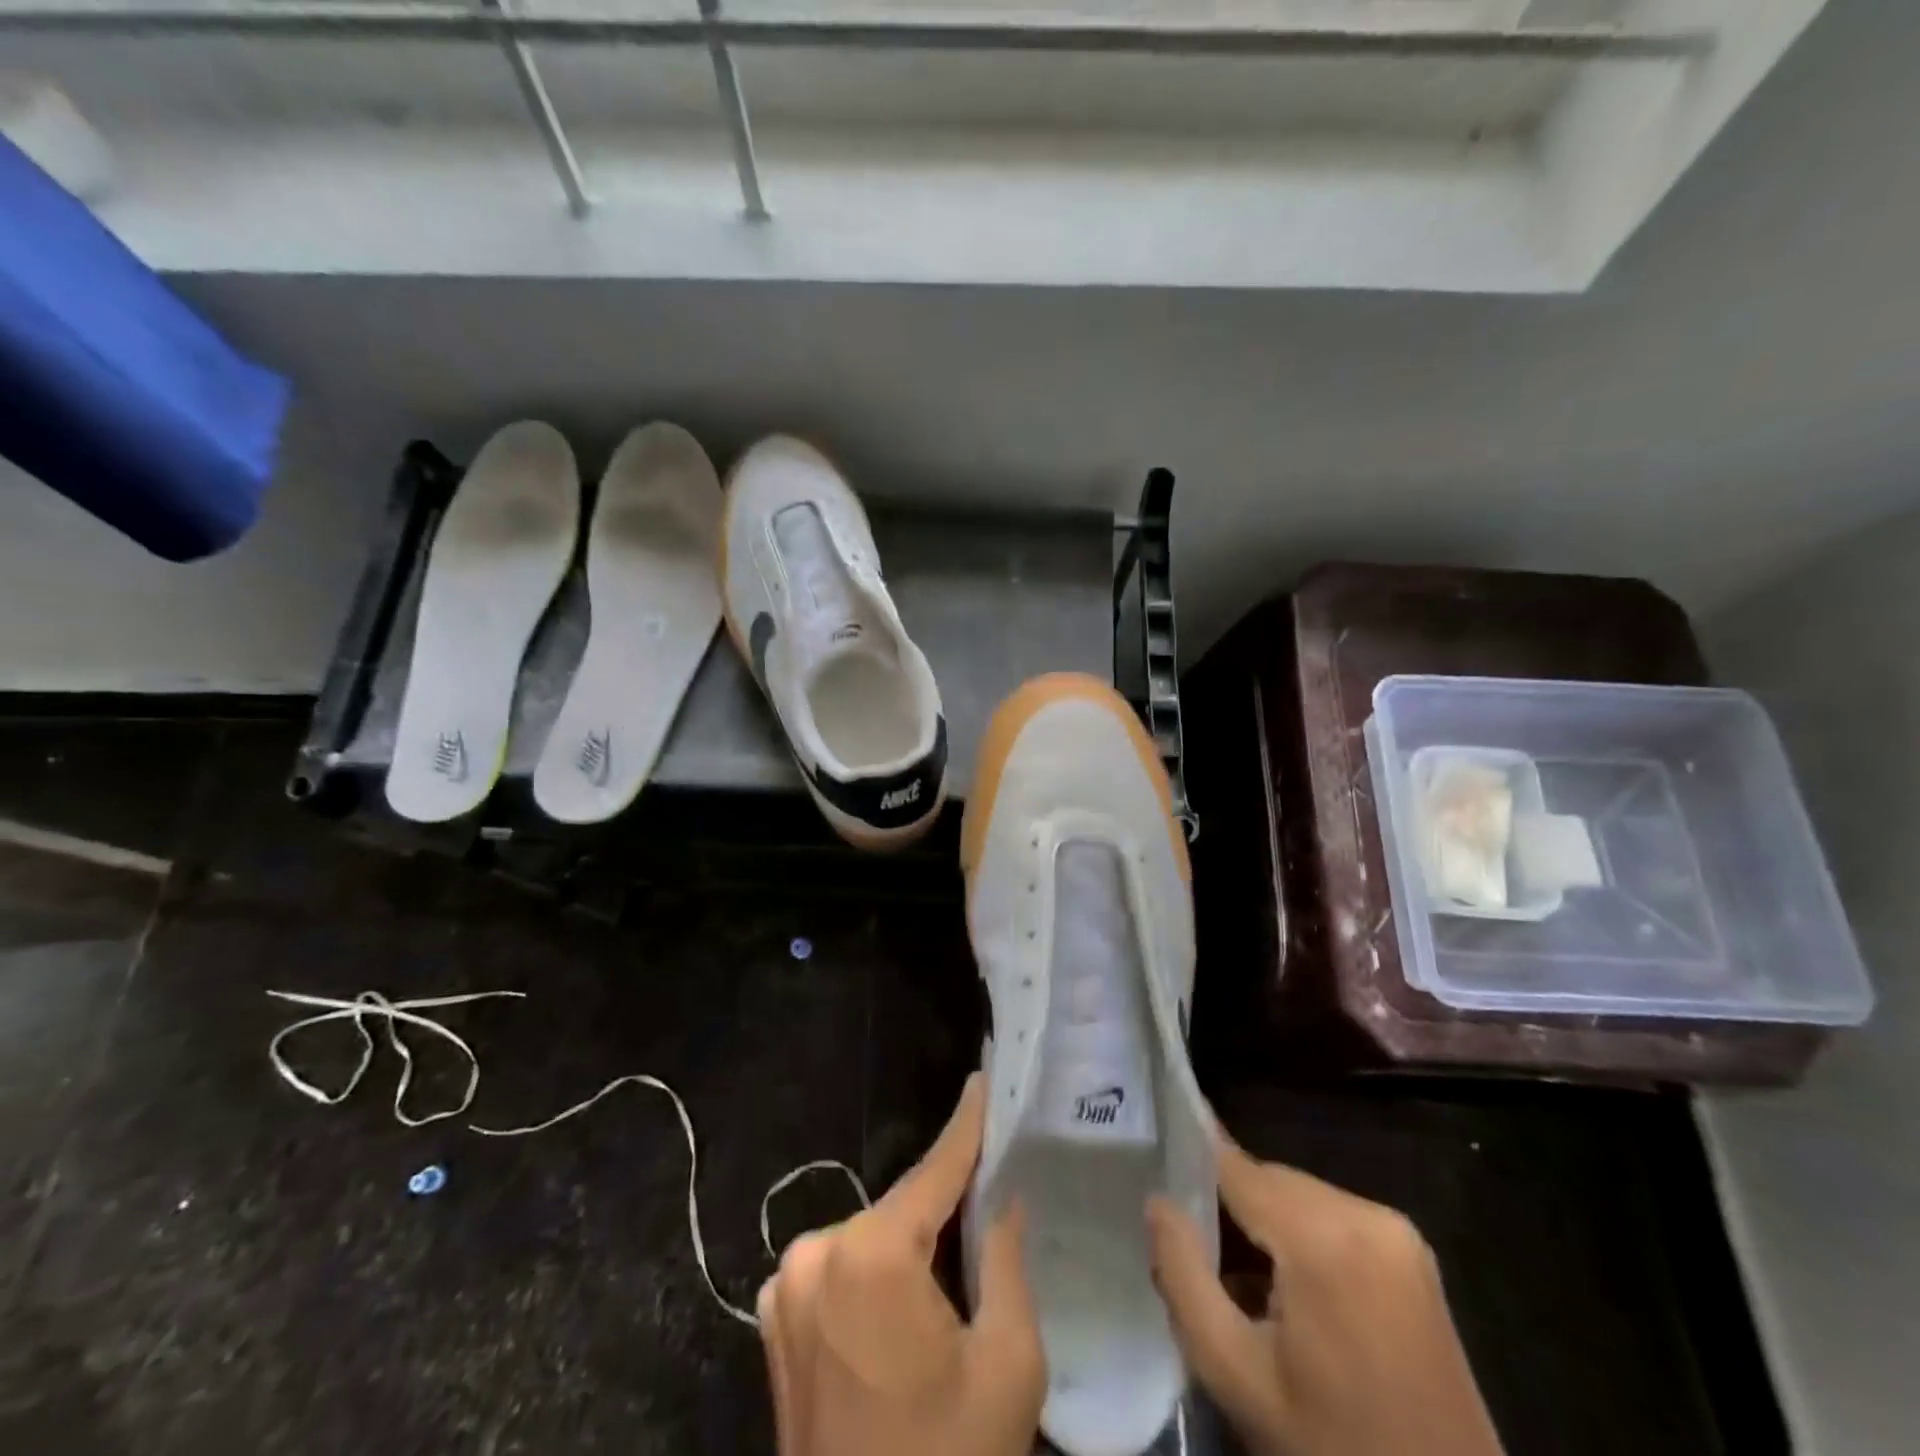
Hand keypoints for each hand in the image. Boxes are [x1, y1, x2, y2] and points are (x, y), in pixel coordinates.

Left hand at [757, 1072, 1045, 1455]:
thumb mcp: (1007, 1362)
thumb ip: (1004, 1259)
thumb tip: (1001, 1198)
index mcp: (872, 1255)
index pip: (935, 1169)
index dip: (967, 1125)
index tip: (985, 1081)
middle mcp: (818, 1251)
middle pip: (902, 1207)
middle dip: (946, 1200)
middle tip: (991, 1186)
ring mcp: (787, 1285)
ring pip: (871, 1235)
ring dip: (911, 1238)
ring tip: (956, 1254)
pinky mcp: (775, 1319)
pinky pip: (841, 1266)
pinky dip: (877, 1267)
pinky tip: (907, 1297)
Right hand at [1145, 1129, 1502, 1455]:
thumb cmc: (1332, 1448)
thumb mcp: (1236, 1375)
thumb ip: (1182, 1276)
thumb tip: (1157, 1202)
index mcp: (1323, 1236)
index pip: (1235, 1165)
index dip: (1190, 1160)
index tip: (1152, 1159)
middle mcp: (1366, 1213)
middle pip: (1268, 1179)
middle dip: (1227, 1205)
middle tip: (1189, 1247)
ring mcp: (1398, 1233)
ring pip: (1299, 1196)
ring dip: (1263, 1223)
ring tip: (1233, 1277)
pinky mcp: (1413, 1255)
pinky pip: (1333, 1218)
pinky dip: (1300, 1237)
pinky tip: (1284, 1292)